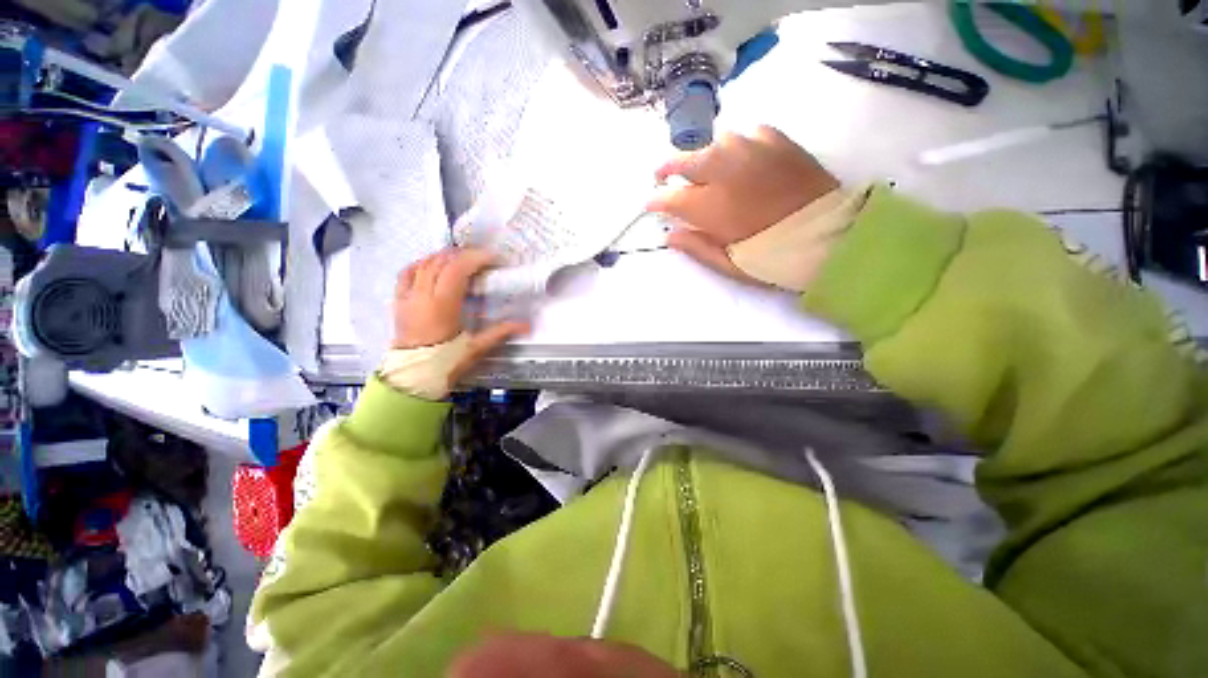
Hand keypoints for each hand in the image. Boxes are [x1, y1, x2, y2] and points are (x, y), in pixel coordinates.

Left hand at [393, 248, 528, 380]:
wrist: (413, 375)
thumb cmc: (446, 361)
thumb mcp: (477, 347)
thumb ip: (501, 332)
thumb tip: (527, 325)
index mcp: (442, 305)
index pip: (456, 269)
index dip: (475, 258)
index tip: (492, 257)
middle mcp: (422, 295)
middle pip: (441, 262)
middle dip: (462, 254)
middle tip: (481, 256)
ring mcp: (408, 296)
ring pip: (423, 264)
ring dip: (443, 256)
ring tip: (461, 257)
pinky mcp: (399, 301)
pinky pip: (406, 273)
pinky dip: (421, 263)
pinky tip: (432, 264)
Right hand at [647, 125, 838, 279]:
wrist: (832, 236)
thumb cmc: (775, 257)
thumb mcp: (729, 264)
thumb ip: (696, 248)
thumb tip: (669, 235)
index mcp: (712, 207)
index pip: (670, 197)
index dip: (655, 201)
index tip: (649, 204)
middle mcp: (726, 171)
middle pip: (685, 161)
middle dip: (667, 169)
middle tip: (661, 176)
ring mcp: (752, 150)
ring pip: (714, 143)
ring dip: (702, 157)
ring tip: (702, 168)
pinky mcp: (778, 140)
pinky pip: (746, 133)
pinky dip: (736, 145)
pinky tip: (739, 157)